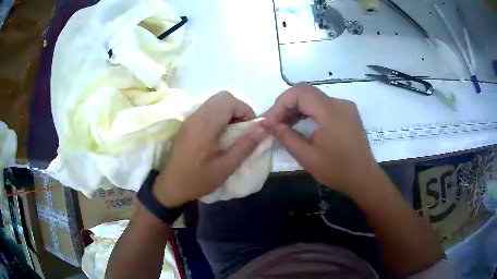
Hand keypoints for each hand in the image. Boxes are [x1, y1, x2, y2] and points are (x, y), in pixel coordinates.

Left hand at [152, 92, 266, 206]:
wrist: (171, 185)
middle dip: (238, 108)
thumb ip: (245, 146)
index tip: (250, 128)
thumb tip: (263, 129)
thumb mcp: (225, 168)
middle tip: (243, 128)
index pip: (228, 101)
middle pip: (222, 97)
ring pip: (214, 101)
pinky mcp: (188, 123)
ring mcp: (190, 118)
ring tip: (233, 131)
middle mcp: (196, 117)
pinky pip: (208, 109)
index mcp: (204, 127)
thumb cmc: (197, 179)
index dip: (245, 110)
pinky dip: (219, 115)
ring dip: (229, 111)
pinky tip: (220, 133)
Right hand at [264, 83, 379, 197]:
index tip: (269, 121)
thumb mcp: (307, 157)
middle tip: (273, 123)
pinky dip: (308, 111)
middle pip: (306, 92)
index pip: (300, 92)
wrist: (363, 178)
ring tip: (282, 124)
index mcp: (331, 112)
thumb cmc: (337, 171)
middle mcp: (339, 103)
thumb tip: (270, 124)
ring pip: (313, 98)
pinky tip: (299, 124)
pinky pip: (322, 105)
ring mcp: (345, 107)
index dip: (280, 103)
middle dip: (286, 105)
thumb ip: (287, 137)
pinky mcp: (346, 112)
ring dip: (296, 108)